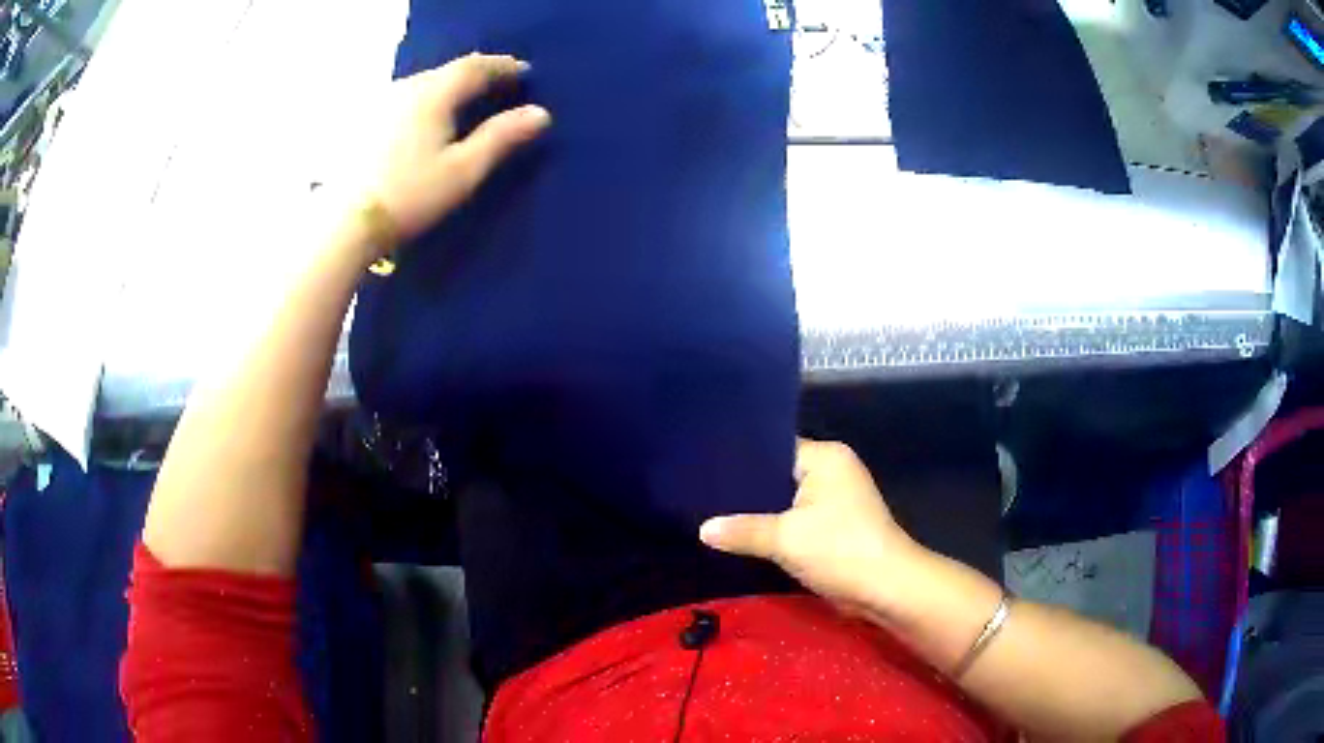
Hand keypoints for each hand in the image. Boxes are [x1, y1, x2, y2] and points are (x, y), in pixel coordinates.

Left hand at [360, 53, 550, 254]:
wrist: (343, 222)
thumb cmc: (409, 195)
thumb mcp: (463, 170)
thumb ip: (501, 137)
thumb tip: (541, 113)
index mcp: (434, 93)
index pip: (476, 67)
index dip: (503, 67)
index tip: (525, 72)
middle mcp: (405, 87)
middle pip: (448, 70)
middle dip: (476, 73)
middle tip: (497, 83)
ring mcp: (379, 102)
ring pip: (422, 82)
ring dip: (447, 85)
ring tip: (462, 99)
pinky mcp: (361, 121)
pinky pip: (402, 97)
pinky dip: (422, 99)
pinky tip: (421, 116)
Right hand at [700, 438, 927, 616]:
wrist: (886, 589)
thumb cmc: (840, 550)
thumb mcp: (785, 539)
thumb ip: (742, 530)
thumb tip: (702, 529)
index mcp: (826, 457)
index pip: (774, 448)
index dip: (741, 460)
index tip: (705, 468)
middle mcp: (832, 471)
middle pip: (779, 474)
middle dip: (746, 490)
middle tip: (702, 494)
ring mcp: (835, 500)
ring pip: (786, 501)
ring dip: (760, 513)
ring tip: (713, 514)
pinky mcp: (834, 526)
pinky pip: (796, 520)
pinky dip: (775, 529)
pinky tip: (742, 536)